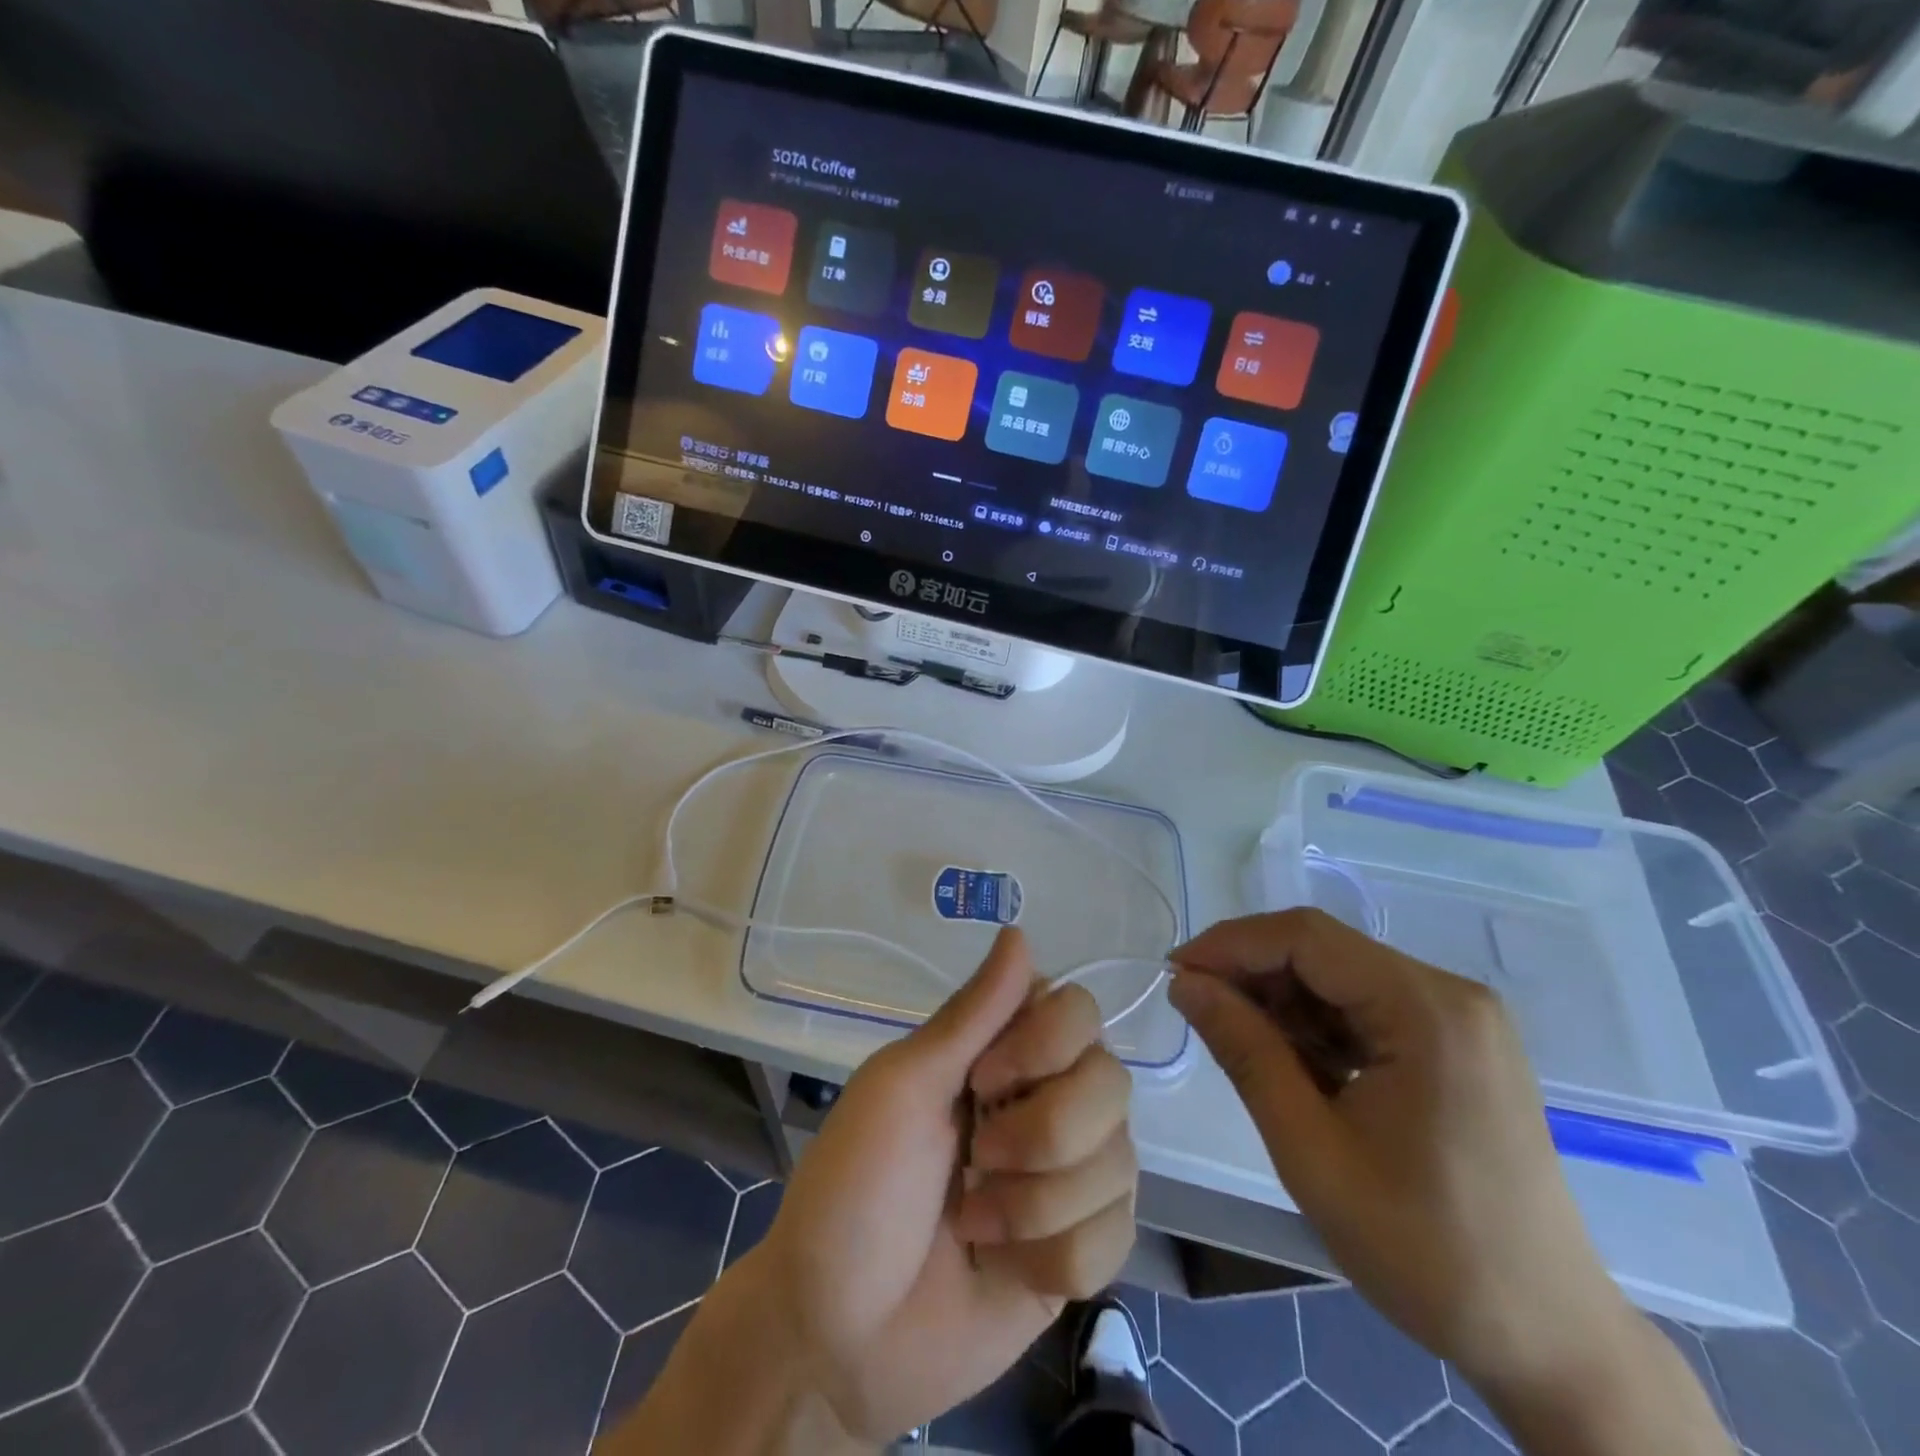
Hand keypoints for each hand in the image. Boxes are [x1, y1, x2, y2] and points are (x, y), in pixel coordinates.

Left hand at [759, 926, 1136, 1440]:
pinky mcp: (1083, 1249)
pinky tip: (1004, 1265)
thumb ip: (972, 1014)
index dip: (1046, 1045)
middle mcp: (1045, 1100)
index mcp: (999, 1054)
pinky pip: (1116, 1234)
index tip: (983, 1080)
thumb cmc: (855, 1189)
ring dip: (1038, 1204)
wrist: (840, 1337)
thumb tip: (1021, 931)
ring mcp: (1069, 1177)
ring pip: (1120, 1161)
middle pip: (1111, 1082)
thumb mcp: (902, 1086)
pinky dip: (1055, 1256)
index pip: (1078, 1010)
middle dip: (1044, 1134)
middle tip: (976, 1159)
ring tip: (975, 1222)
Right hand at [1168, 910, 1731, 1455]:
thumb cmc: (1425, 1250)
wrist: (1550, 1341)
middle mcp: (1450, 994)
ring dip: (1283, 1003)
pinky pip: (1368, 1009)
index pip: (1306, 937)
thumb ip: (1244, 1050)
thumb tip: (1185, 983)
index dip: (1230, 944)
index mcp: (1427, 1009)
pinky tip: (1295, 1068)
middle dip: (1253, 974)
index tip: (1174, 974)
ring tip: (1242, 1048)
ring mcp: (1460, 1019)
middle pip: (1325, 951)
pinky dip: (1319, 1027)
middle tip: (1198, 1012)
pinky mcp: (1458, 1045)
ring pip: (1341, 978)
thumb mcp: (1310, 1148)